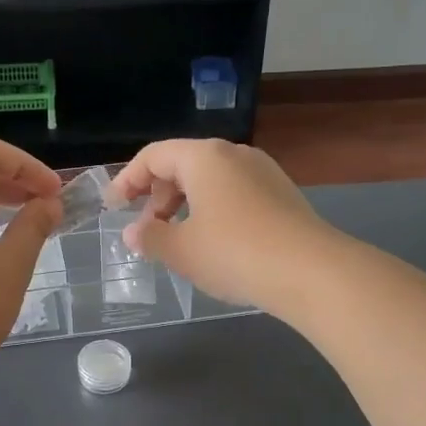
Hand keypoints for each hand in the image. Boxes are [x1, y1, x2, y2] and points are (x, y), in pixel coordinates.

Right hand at [108, 139, 335, 314]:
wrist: (311, 271)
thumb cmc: (234, 252)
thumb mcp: (181, 250)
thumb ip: (150, 238)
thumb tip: (133, 233)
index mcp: (204, 157)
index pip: (154, 156)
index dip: (127, 180)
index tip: (114, 207)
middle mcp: (234, 154)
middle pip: (183, 164)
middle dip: (158, 196)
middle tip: (148, 230)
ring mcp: (263, 172)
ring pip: (210, 180)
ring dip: (185, 206)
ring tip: (178, 240)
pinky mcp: (282, 194)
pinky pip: (234, 194)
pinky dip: (212, 211)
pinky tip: (214, 244)